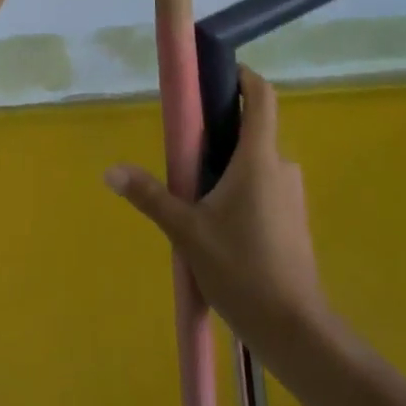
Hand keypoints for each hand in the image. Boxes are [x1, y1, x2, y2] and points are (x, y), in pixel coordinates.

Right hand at [105, 69, 328, 356]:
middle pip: (254, 130)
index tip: (219, 75)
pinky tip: (222, 230)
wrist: (295, 330)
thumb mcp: (188, 232)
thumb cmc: (241, 269)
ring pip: (257, 165)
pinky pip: (266, 190)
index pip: (261, 95)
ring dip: (231, 170)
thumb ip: (151, 197)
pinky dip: (244, 194)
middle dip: (223, 134)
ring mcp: (291, 195)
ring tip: (199, 199)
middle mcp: (281, 165)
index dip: (244, 76)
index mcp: (259, 156)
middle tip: (189, 153)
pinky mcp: (294, 222)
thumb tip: (110, 171)